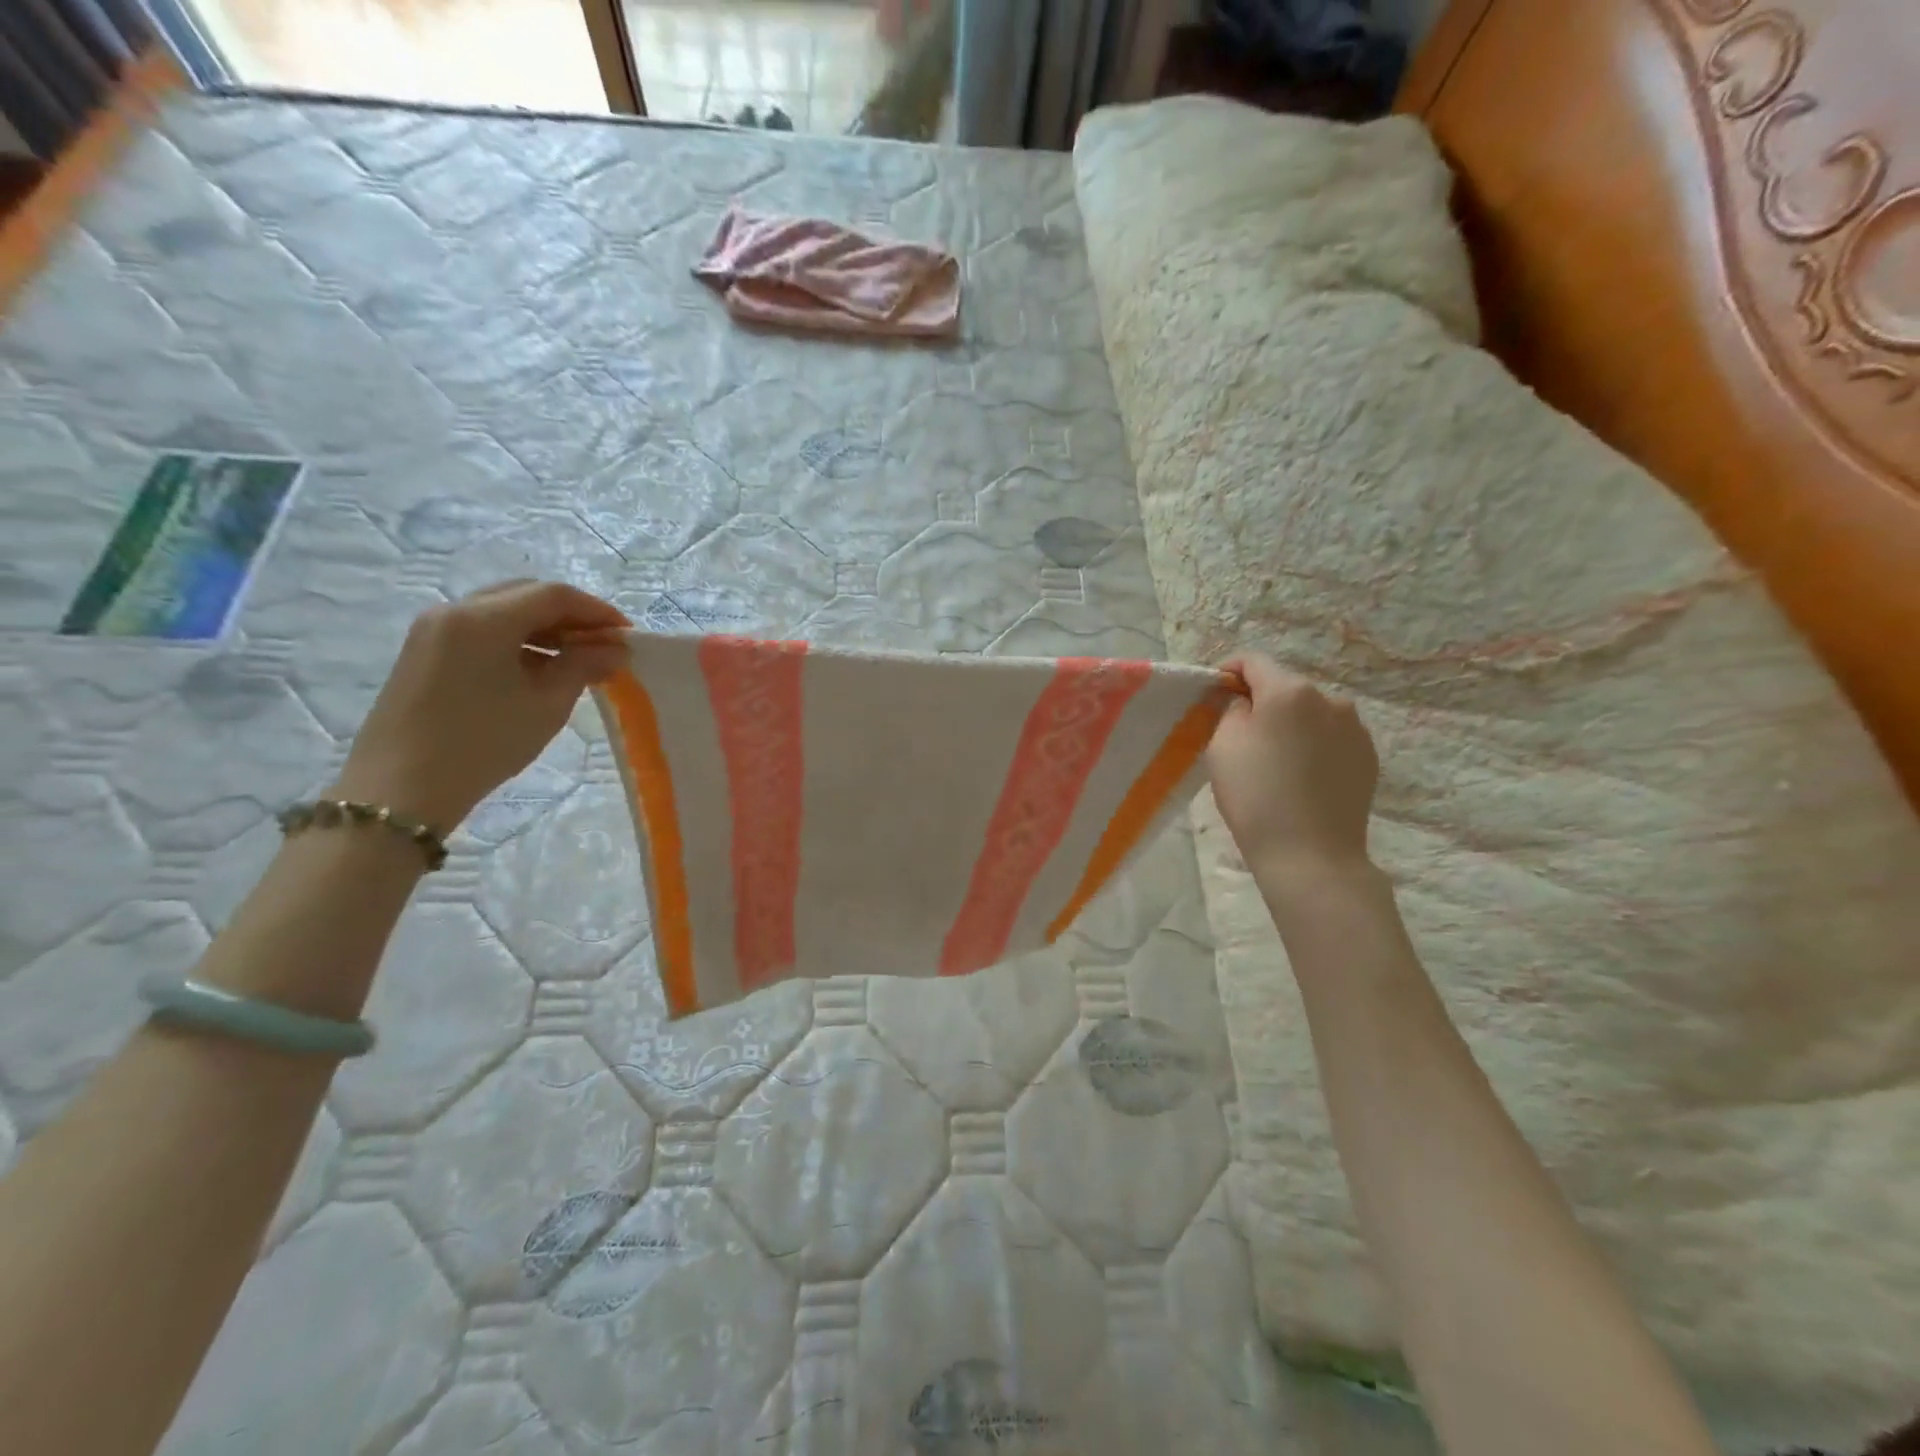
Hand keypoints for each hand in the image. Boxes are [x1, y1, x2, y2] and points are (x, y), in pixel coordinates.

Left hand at [332, 580, 628, 831]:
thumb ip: (584, 666)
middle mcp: (455, 610)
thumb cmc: (483, 743)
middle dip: (571, 615)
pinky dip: (517, 638)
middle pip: (526, 594)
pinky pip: (482, 628)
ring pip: (503, 609)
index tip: (626, 635)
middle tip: (603, 644)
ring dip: (545, 626)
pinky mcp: (424, 649)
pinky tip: (537, 668)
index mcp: (485, 619)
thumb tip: (614, 649)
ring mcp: (434, 628)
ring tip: (575, 659)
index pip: (554, 595)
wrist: (401, 788)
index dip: (597, 611)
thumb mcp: (546, 705)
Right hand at [1207, 653, 1378, 872]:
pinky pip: (1331, 737)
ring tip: (1275, 760)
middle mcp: (1330, 699)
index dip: (1228, 672)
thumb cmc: (1256, 796)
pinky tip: (1301, 776)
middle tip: (1240, 736)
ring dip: (1290, 724)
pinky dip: (1313, 745)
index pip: (1252, 661)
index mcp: (1289, 691)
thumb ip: (1231, 709)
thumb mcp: (1222, 745)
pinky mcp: (1368, 756)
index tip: (1215, 695)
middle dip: (1261, 703)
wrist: (1311, 854)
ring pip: (1310, 713)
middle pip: (1284, 687)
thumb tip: (1245, 702)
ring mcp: (1355, 728)